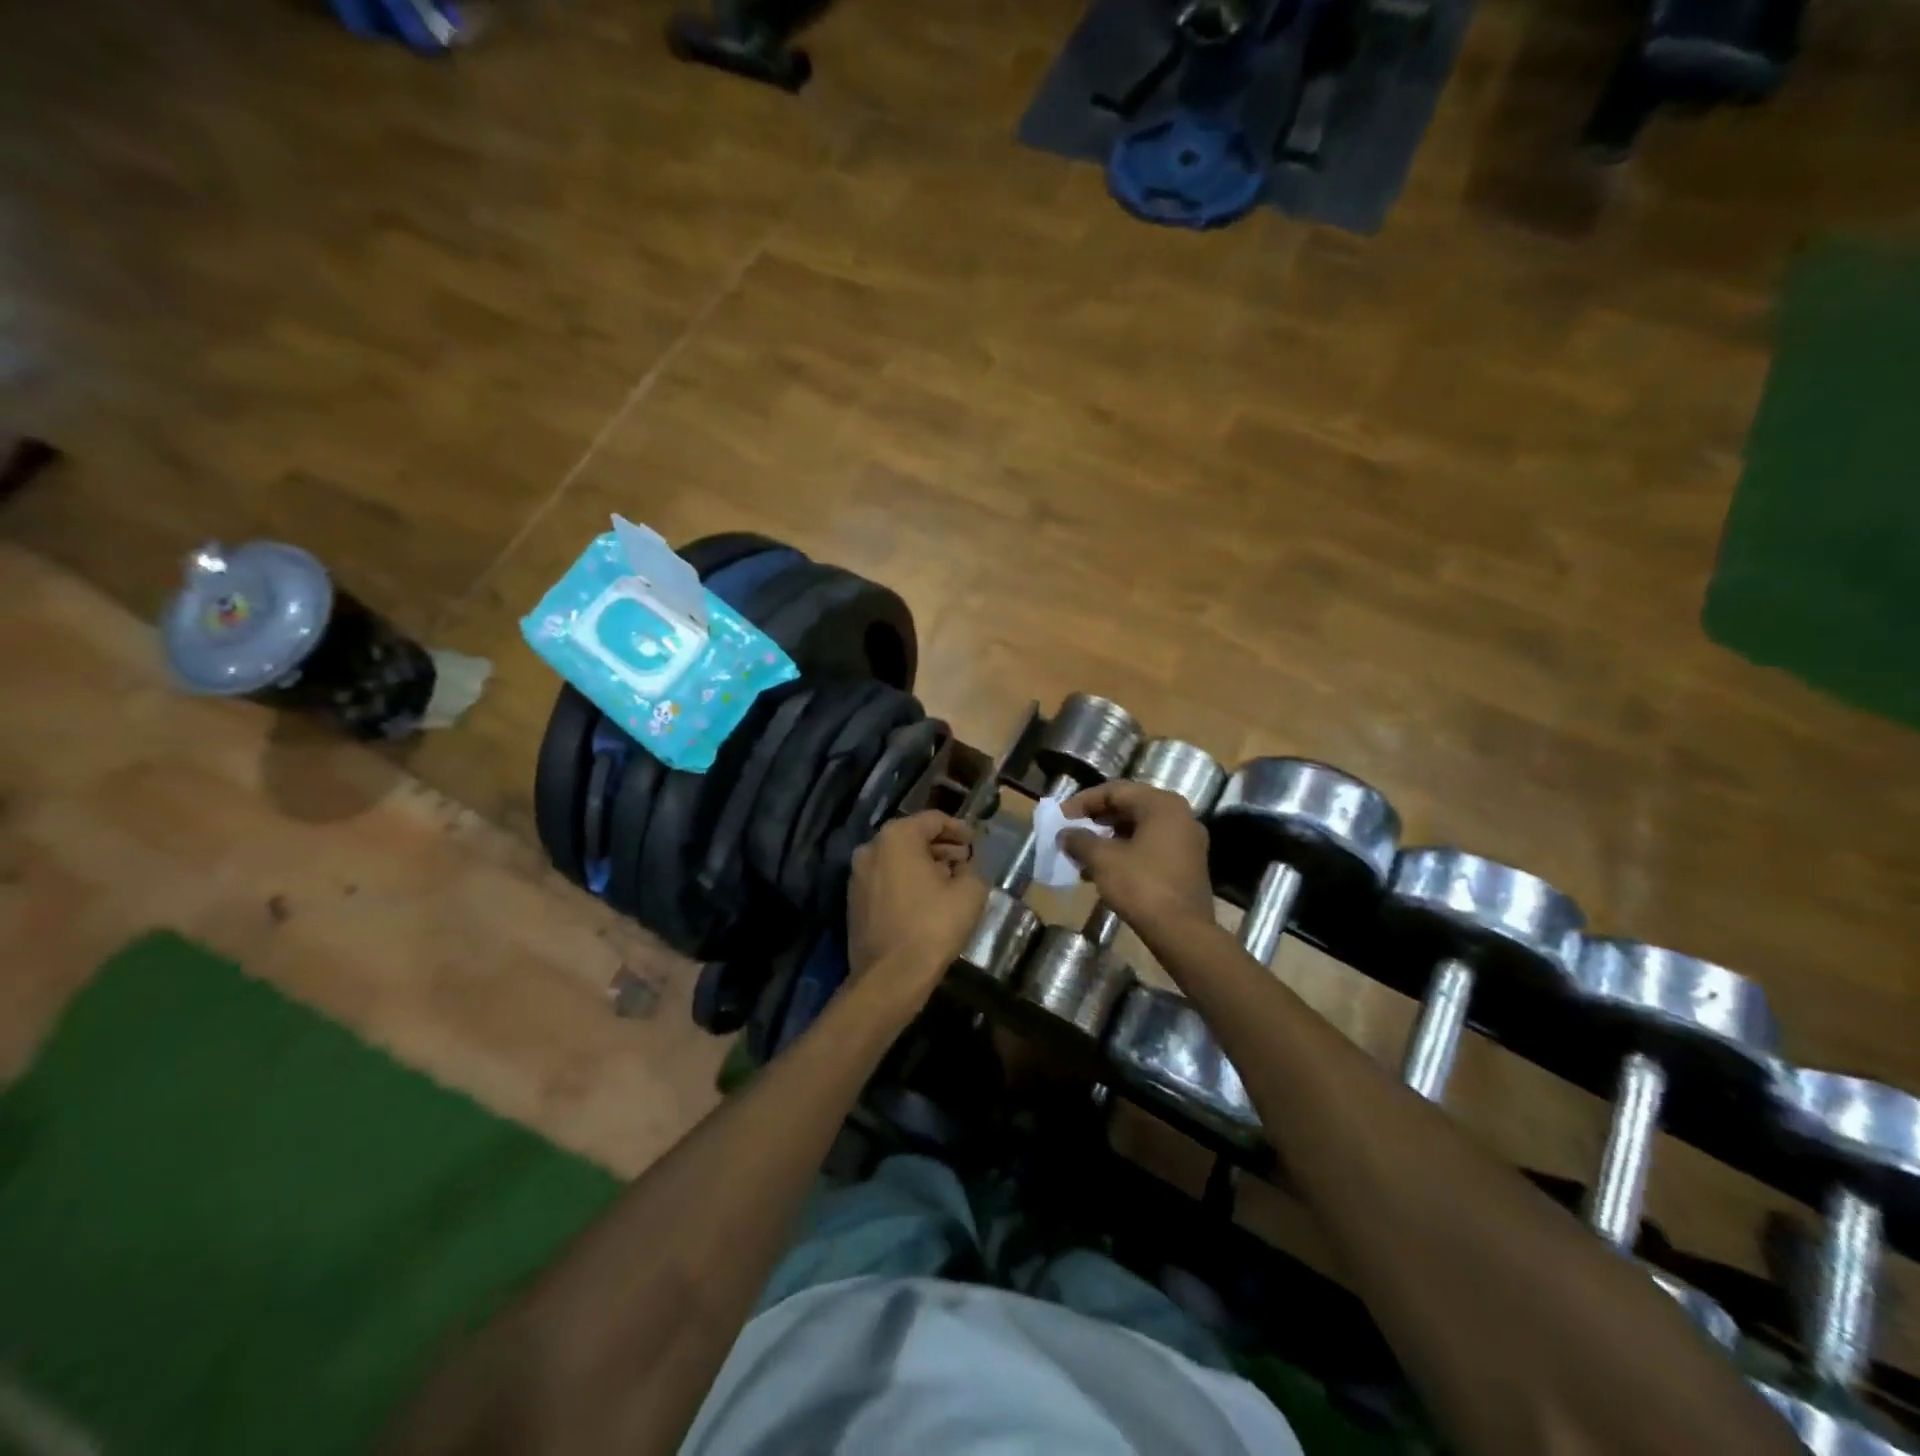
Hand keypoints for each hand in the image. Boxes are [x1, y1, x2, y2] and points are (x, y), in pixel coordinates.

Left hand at [847, 812, 987, 1006]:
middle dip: (941, 847)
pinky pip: (886, 880)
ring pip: (897, 859)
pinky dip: (906, 882)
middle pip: (913, 837)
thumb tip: (967, 865)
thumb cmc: (933, 926)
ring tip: (949, 881)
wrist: (891, 977)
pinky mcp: (854, 900)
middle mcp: (871, 848)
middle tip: (965, 861)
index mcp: (897, 837)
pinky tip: (926, 899)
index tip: (975, 842)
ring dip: (924, 865)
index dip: (959, 829)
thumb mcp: (969, 893)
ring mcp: (857, 875)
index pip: (934, 820)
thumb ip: (973, 869)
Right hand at [1059, 782, 1215, 937]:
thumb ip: (1080, 840)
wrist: (1182, 932)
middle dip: (1096, 821)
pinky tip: (1103, 872)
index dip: (1083, 802)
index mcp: (1161, 804)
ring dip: (1108, 840)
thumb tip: (1064, 834)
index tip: (1061, 818)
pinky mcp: (1187, 865)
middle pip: (1128, 808)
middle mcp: (1179, 816)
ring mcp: (1187, 841)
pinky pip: (1150, 848)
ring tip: (1082, 856)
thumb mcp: (1103, 859)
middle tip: (1071, 833)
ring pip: (1139, 830)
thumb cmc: (1141, 885)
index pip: (1115, 790)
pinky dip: (1125, 853)